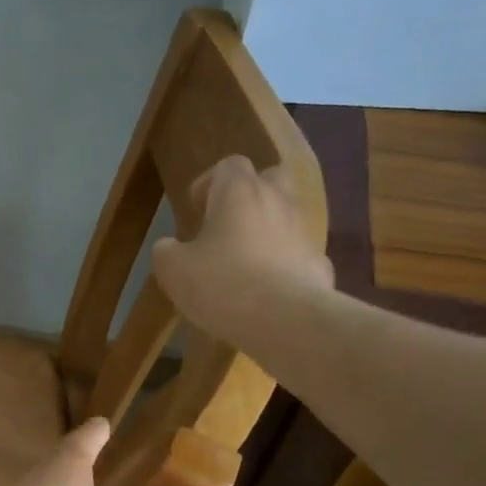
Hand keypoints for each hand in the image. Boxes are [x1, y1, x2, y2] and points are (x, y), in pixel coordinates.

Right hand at [151, 155, 331, 342]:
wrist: (285, 320)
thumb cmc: (222, 284)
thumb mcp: (173, 270)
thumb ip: (166, 251)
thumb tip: (169, 246)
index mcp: (238, 192)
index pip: (229, 165)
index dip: (209, 183)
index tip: (196, 210)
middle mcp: (277, 201)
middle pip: (270, 177)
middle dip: (249, 195)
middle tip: (226, 224)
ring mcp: (303, 232)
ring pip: (286, 217)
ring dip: (266, 230)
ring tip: (244, 263)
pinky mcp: (319, 264)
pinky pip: (298, 254)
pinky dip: (283, 264)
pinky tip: (267, 291)